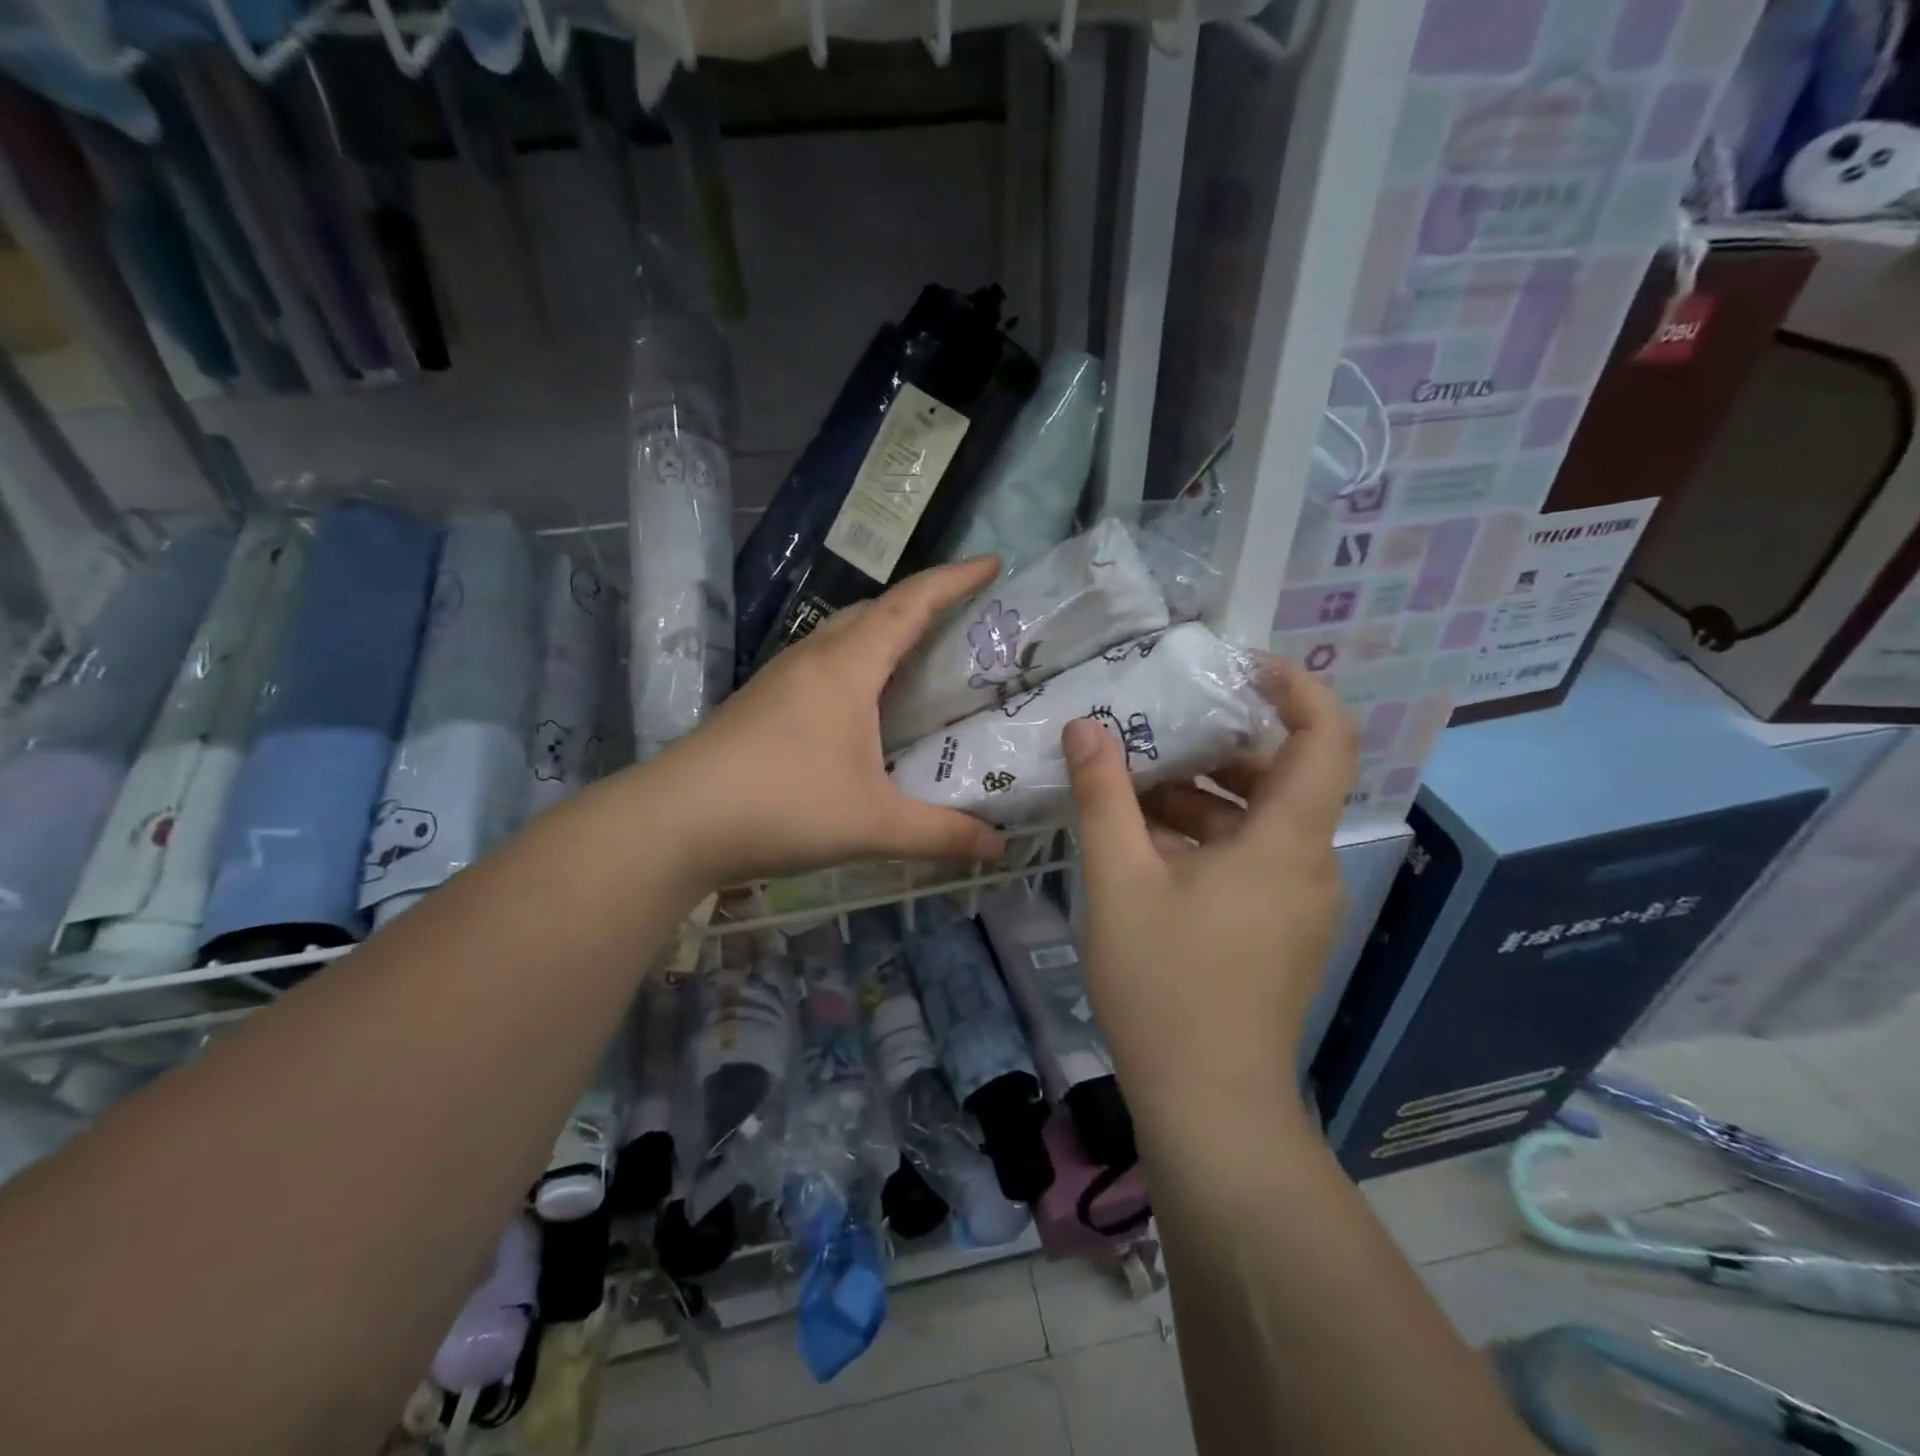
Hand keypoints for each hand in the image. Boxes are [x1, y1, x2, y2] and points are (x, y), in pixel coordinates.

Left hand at [657, 557, 1008, 885]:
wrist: (675, 823)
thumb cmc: (782, 807)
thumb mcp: (874, 826)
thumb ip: (942, 835)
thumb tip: (998, 847)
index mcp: (846, 668)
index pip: (910, 605)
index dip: (954, 580)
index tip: (992, 562)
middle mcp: (812, 659)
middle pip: (874, 610)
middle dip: (921, 604)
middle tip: (961, 621)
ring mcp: (779, 679)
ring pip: (842, 635)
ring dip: (883, 633)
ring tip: (917, 658)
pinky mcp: (759, 703)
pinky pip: (821, 664)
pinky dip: (855, 664)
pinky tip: (860, 705)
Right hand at [1062, 658, 1357, 1133]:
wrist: (1210, 1107)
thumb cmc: (1166, 985)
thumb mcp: (1119, 881)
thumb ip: (1103, 796)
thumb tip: (1085, 728)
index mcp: (1285, 841)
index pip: (1326, 737)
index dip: (1297, 689)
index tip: (1242, 667)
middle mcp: (1306, 864)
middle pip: (1282, 777)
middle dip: (1219, 746)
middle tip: (1155, 731)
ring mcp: (1296, 903)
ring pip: (1259, 823)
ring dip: (1203, 797)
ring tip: (1132, 788)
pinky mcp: (1279, 933)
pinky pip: (1251, 861)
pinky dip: (1207, 840)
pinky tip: (1145, 848)